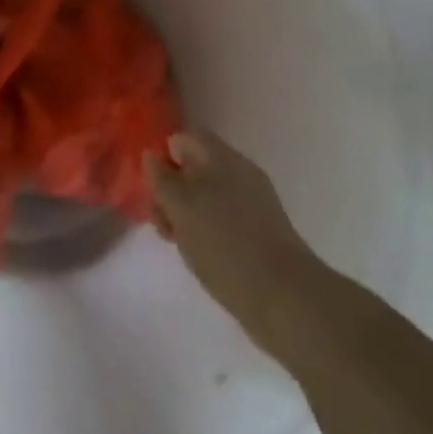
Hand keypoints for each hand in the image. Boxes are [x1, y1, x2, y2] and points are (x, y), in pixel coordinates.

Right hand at [150, 131, 323, 359]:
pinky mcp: (257, 231)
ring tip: (175, 241)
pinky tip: (197, 253)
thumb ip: (162, 178)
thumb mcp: (180, 205)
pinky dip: (203, 230)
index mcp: (221, 157)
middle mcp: (238, 172)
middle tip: (160, 220)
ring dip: (184, 213)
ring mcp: (250, 202)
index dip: (163, 156)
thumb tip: (152, 155)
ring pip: (205, 196)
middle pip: (193, 167)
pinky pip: (220, 218)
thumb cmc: (223, 243)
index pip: (184, 138)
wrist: (282, 295)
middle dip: (170, 190)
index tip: (150, 186)